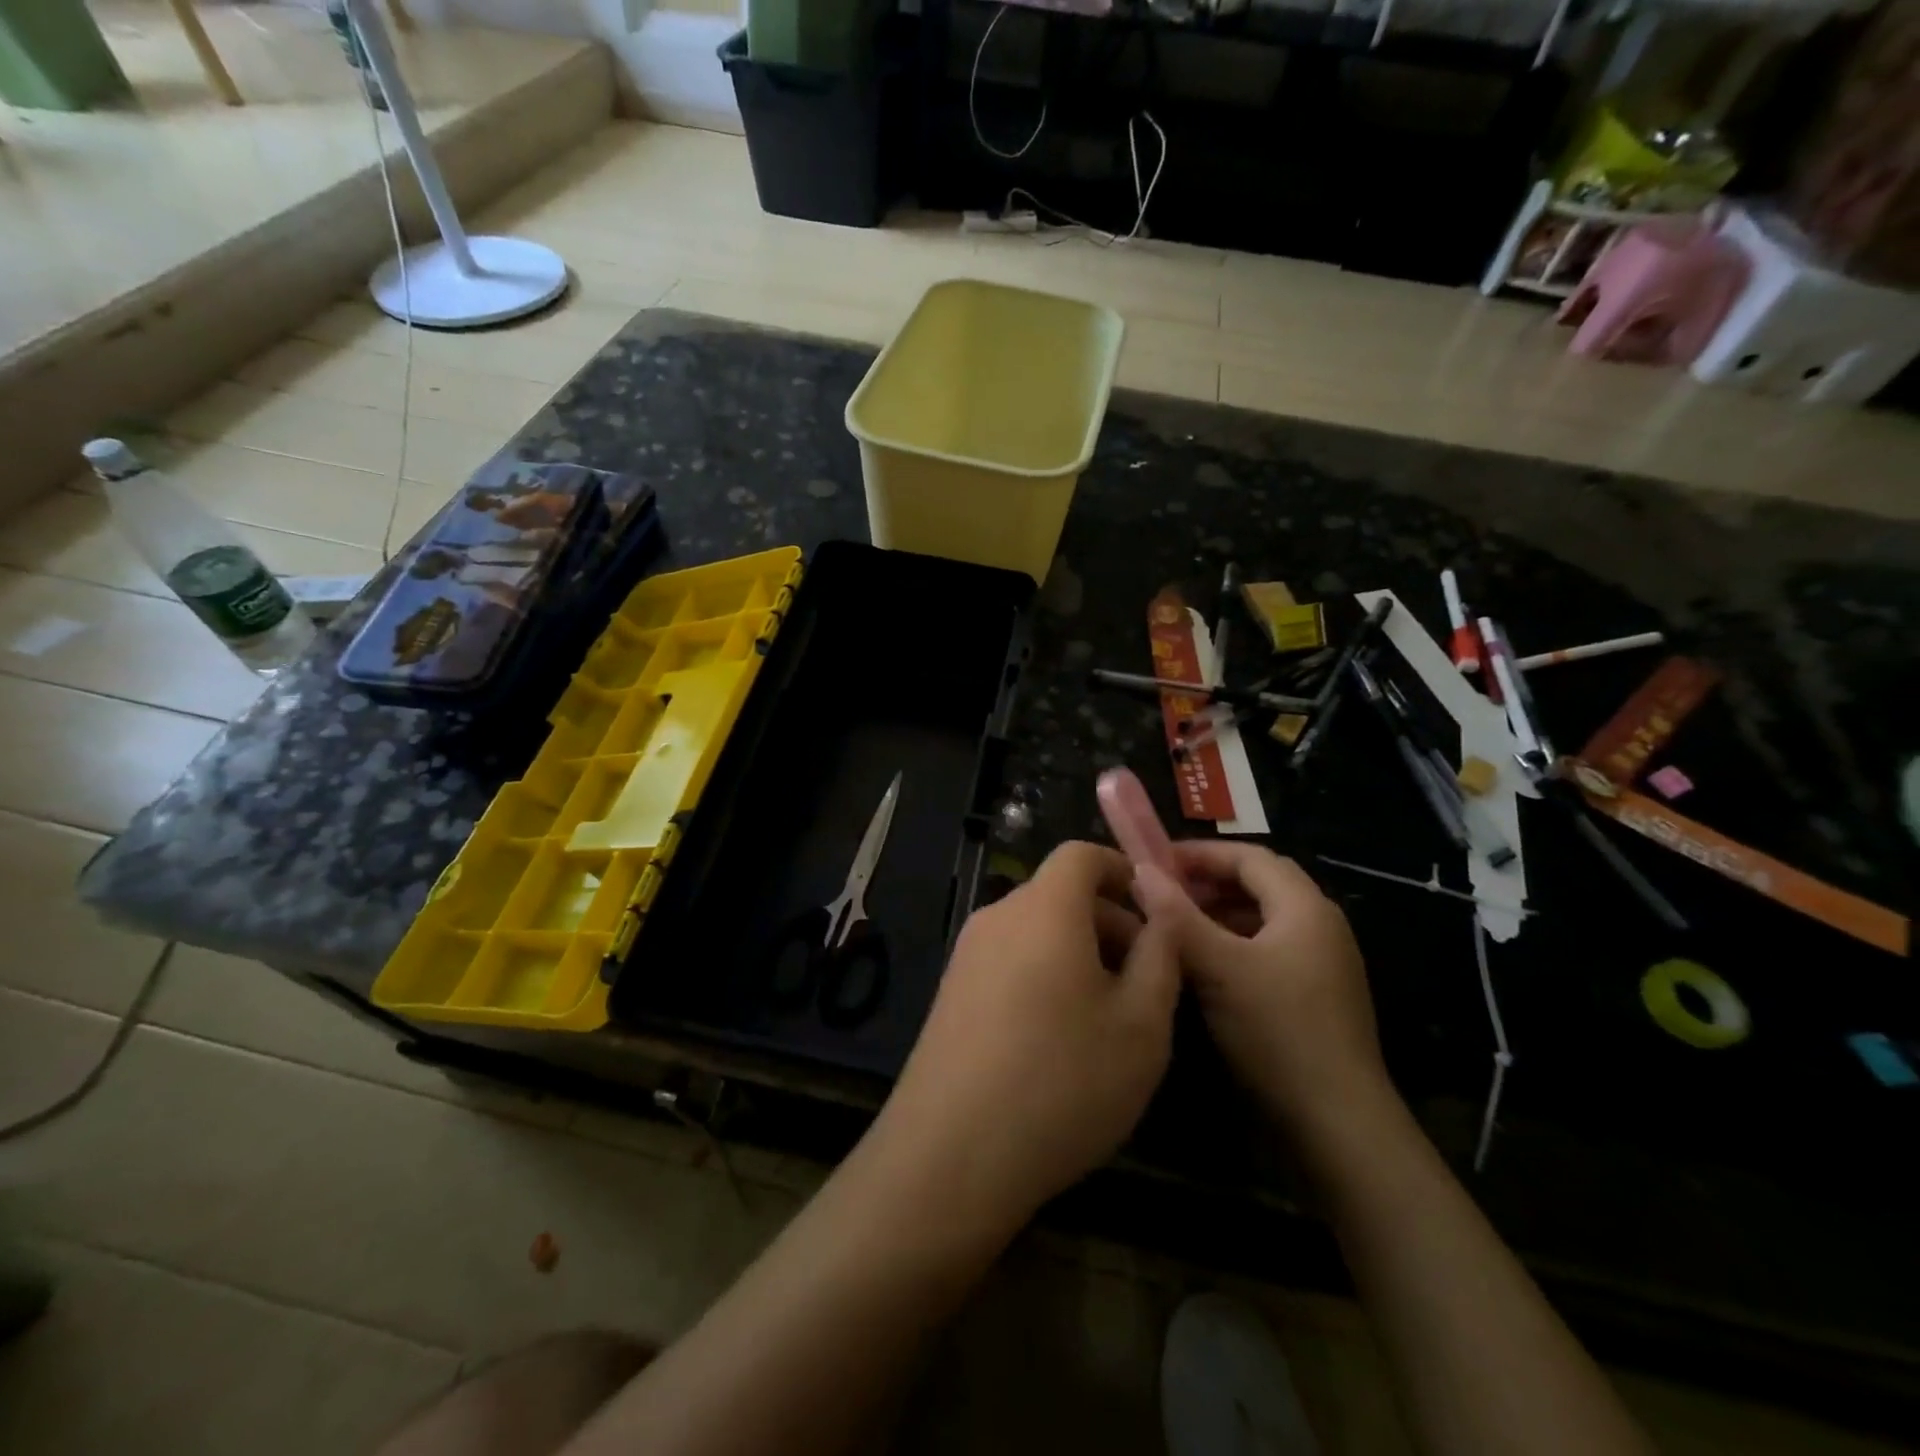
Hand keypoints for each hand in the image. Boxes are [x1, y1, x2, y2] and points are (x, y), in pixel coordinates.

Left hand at [873, 841, 1181, 1233]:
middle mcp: (998, 917)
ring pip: (1034, 930)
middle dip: (1108, 921)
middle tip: (1145, 977)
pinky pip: (1009, 960)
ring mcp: (966, 955)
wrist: (951, 1153)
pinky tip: (1060, 1038)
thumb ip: (1160, 956)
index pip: (1080, 854)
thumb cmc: (1063, 1081)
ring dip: (1077, 952)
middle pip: (1058, 894)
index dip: (1121, 869)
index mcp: (1044, 909)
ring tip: (1109, 1014)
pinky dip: (1043, 974)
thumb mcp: (1142, 1024)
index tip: (1154, 908)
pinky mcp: (950, 993)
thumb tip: (1160, 914)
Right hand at [1131, 842, 1394, 1146]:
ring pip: (1261, 918)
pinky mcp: (1315, 995)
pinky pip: (1267, 949)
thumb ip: (1176, 917)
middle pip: (1258, 883)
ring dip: (1217, 913)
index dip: (1200, 853)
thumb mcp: (1218, 968)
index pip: (1249, 856)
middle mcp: (1320, 925)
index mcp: (1305, 908)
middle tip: (1161, 892)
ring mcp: (1321, 962)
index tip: (1154, 861)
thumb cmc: (1278, 1032)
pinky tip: (1202, 964)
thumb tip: (1141, 872)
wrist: (1338, 1124)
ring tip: (1174, 926)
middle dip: (1208, 881)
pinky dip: (1232, 943)